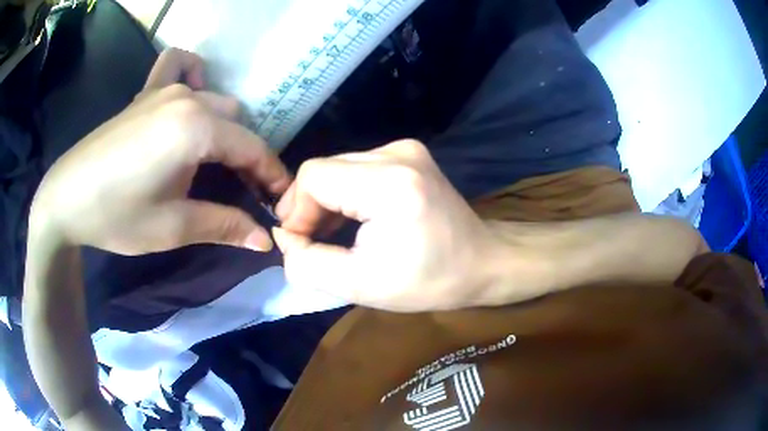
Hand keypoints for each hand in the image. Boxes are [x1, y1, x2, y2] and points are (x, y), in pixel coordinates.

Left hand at [30, 49, 290, 254]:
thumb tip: (266, 241)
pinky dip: (193, 75)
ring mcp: (165, 88)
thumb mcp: (173, 227)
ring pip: (215, 99)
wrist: (65, 197)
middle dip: (248, 158)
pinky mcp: (146, 91)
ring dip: (224, 128)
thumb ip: (224, 226)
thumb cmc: (117, 216)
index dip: (273, 176)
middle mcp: (188, 98)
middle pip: (237, 123)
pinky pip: (180, 65)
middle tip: (243, 193)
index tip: (281, 202)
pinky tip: (188, 95)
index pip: (252, 148)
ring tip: (215, 159)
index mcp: (196, 128)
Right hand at [274, 140, 503, 311]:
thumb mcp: (361, 285)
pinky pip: (357, 167)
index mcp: (390, 183)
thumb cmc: (430, 281)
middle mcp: (397, 153)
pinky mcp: (408, 153)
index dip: (295, 210)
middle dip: (308, 207)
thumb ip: (309, 263)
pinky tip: (351, 218)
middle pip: (324, 169)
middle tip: (311, 243)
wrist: (483, 262)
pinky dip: (345, 193)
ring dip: (326, 201)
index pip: (313, 177)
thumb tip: (283, 237)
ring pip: (338, 167)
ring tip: (332, 234)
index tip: (299, 244)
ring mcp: (405, 149)